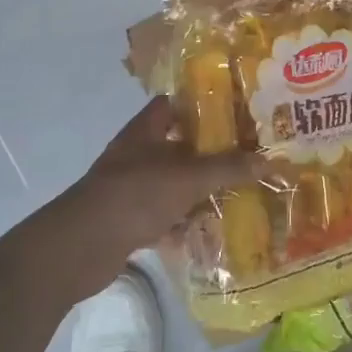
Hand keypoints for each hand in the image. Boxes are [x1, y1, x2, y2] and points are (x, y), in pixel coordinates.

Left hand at [45, 97, 260, 301]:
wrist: (80, 247)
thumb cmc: (135, 195)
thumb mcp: (188, 178)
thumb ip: (228, 168)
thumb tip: (271, 159)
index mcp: (146, 131)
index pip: (173, 104)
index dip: (201, 105)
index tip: (235, 112)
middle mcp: (137, 154)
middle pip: (178, 145)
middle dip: (210, 152)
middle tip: (248, 155)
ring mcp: (131, 188)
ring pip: (173, 182)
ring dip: (199, 189)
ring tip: (238, 192)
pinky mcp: (129, 220)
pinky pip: (165, 215)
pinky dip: (184, 221)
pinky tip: (211, 229)